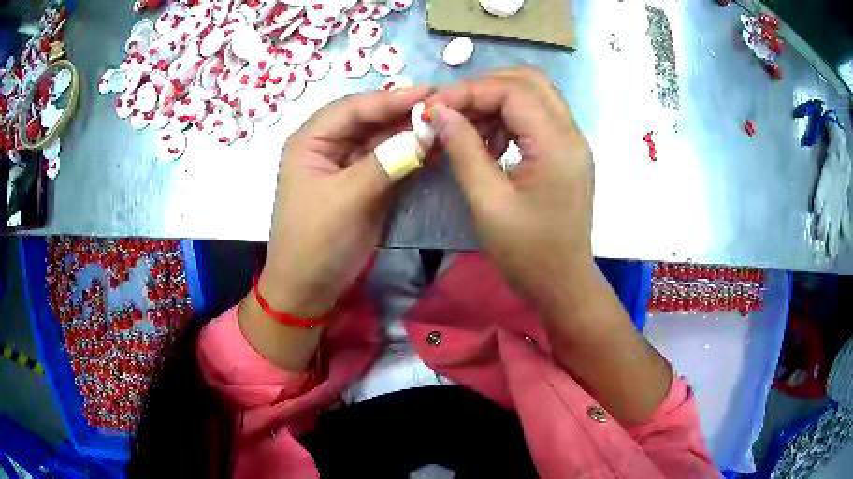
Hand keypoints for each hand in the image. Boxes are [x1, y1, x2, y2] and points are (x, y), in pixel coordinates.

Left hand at [259, 86, 431, 318]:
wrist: (310, 287)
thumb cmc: (316, 240)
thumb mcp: (347, 198)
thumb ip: (386, 162)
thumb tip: (424, 134)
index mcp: (310, 140)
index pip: (352, 108)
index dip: (390, 99)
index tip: (429, 93)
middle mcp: (328, 145)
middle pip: (369, 120)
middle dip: (403, 113)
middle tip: (443, 106)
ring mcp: (348, 164)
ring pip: (382, 139)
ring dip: (410, 133)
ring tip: (445, 125)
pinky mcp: (365, 183)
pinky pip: (389, 161)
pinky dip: (410, 155)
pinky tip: (434, 149)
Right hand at [427, 68, 594, 312]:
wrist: (562, 284)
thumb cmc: (527, 252)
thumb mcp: (488, 202)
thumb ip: (464, 149)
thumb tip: (439, 112)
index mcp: (557, 144)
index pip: (513, 90)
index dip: (470, 91)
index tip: (434, 108)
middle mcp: (571, 133)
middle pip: (529, 82)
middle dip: (484, 88)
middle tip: (450, 111)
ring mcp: (571, 142)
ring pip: (533, 96)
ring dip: (495, 102)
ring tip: (466, 130)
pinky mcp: (565, 153)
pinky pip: (535, 117)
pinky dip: (507, 119)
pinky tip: (488, 144)